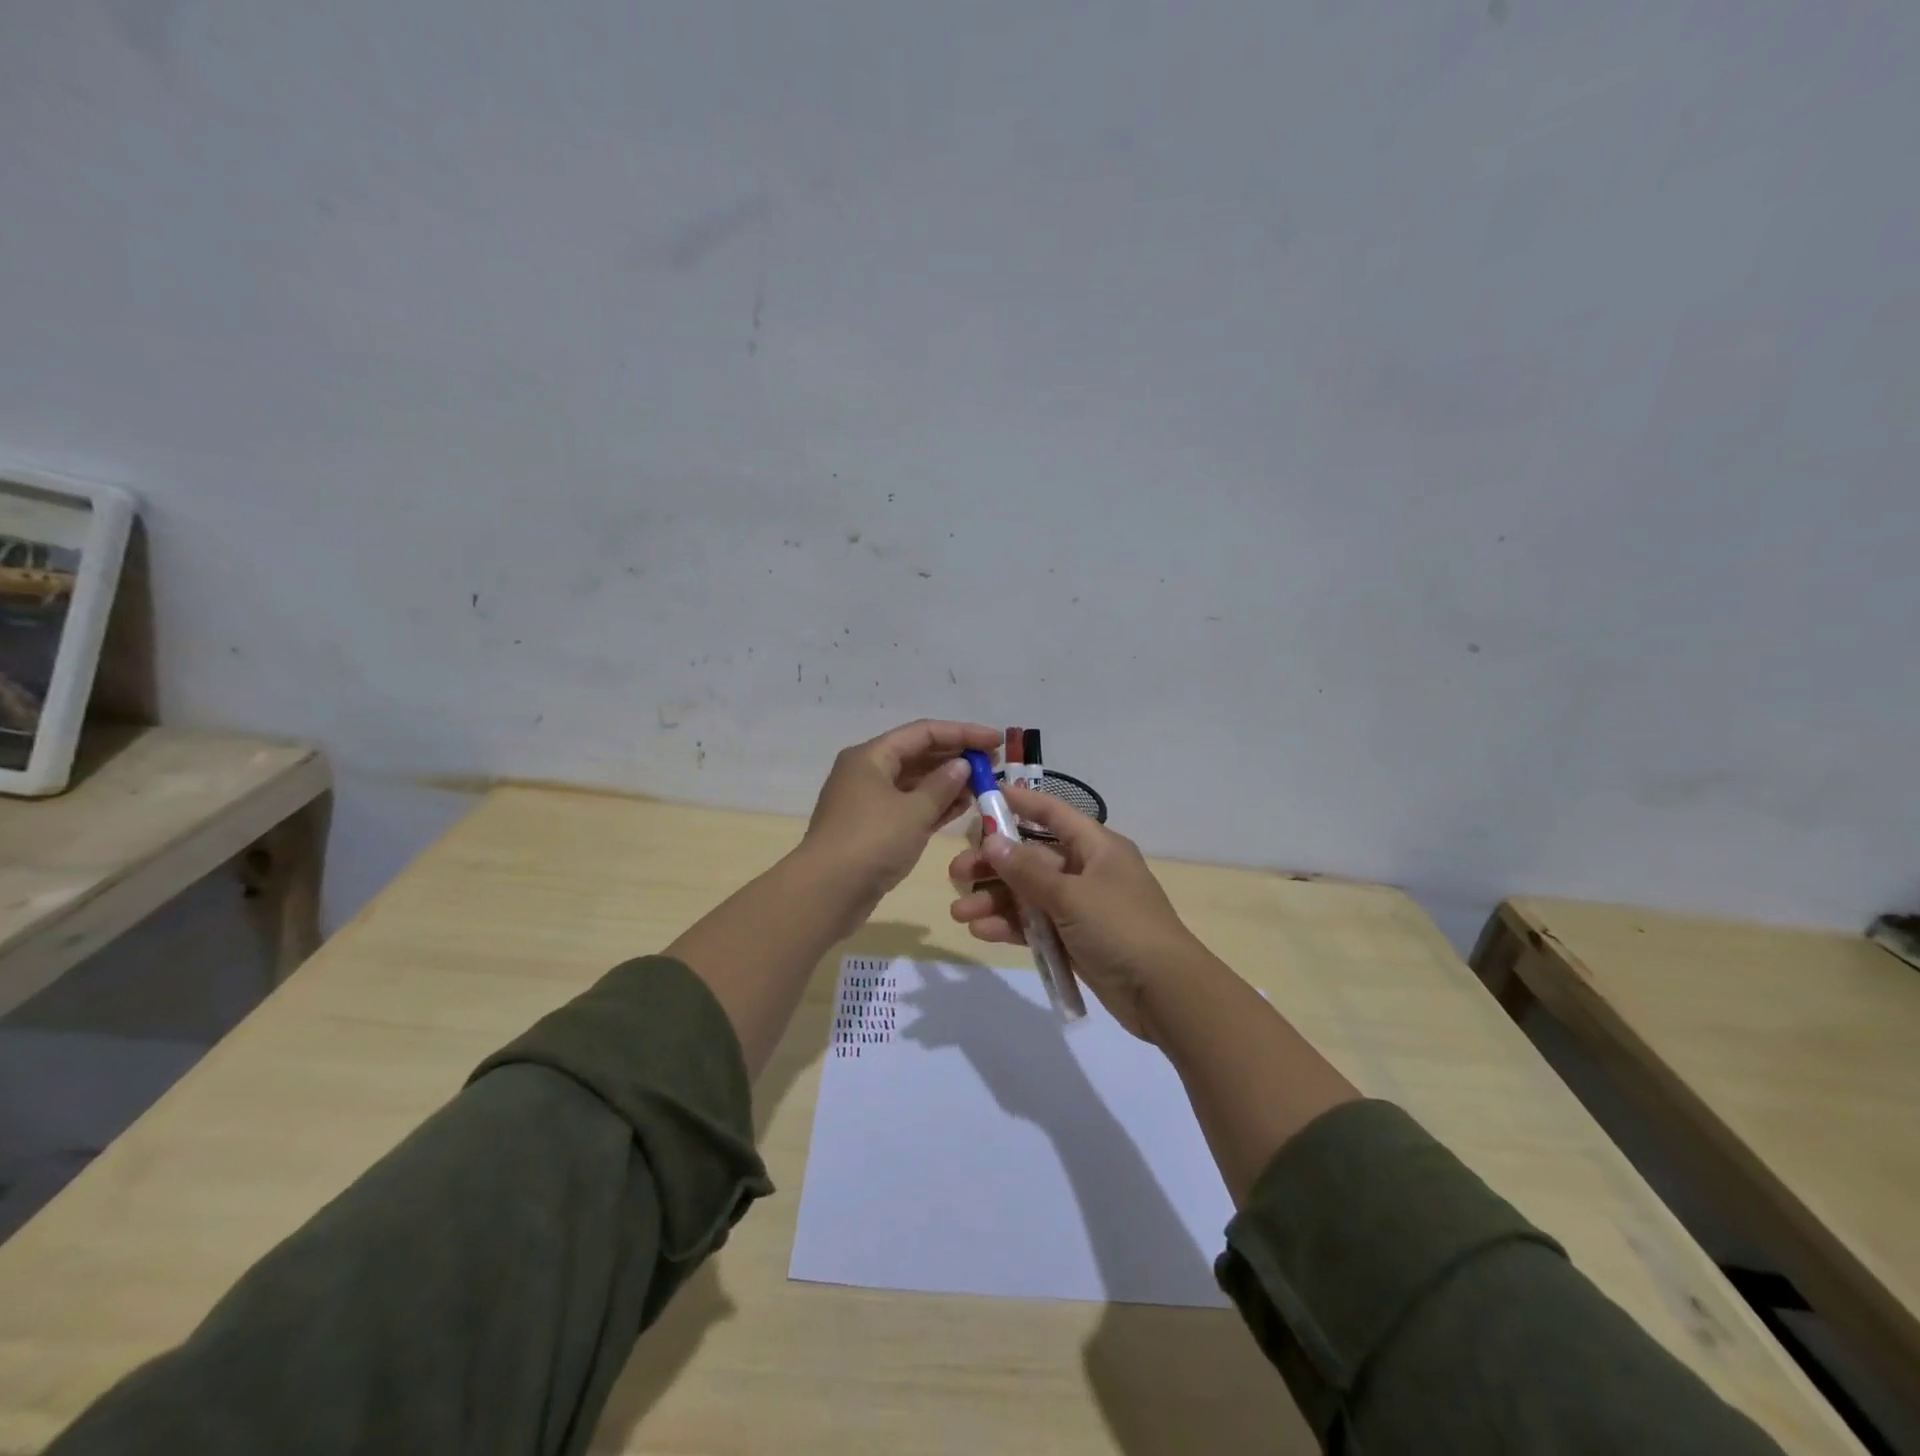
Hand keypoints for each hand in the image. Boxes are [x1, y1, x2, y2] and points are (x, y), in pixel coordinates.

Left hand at [798, 718, 1002, 928]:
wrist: (826, 893)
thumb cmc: (871, 842)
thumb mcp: (913, 811)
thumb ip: (942, 785)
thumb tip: (961, 765)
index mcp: (871, 756)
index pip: (923, 732)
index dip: (962, 733)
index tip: (995, 740)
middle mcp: (867, 772)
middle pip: (918, 754)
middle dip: (956, 757)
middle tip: (994, 764)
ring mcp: (868, 802)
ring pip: (915, 783)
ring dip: (948, 783)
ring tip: (984, 785)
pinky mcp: (873, 829)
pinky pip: (909, 807)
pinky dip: (935, 805)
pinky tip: (963, 807)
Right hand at [946, 785, 1204, 1039]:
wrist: (1164, 993)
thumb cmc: (1121, 928)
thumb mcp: (1071, 895)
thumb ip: (1027, 871)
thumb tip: (990, 842)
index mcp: (1095, 847)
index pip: (1052, 814)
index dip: (1020, 803)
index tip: (984, 797)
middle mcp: (1086, 870)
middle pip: (1031, 857)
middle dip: (993, 865)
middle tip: (956, 873)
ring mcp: (1080, 906)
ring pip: (1028, 894)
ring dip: (995, 900)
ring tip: (959, 913)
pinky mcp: (1074, 938)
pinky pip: (1035, 924)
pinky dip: (1011, 926)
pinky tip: (981, 932)